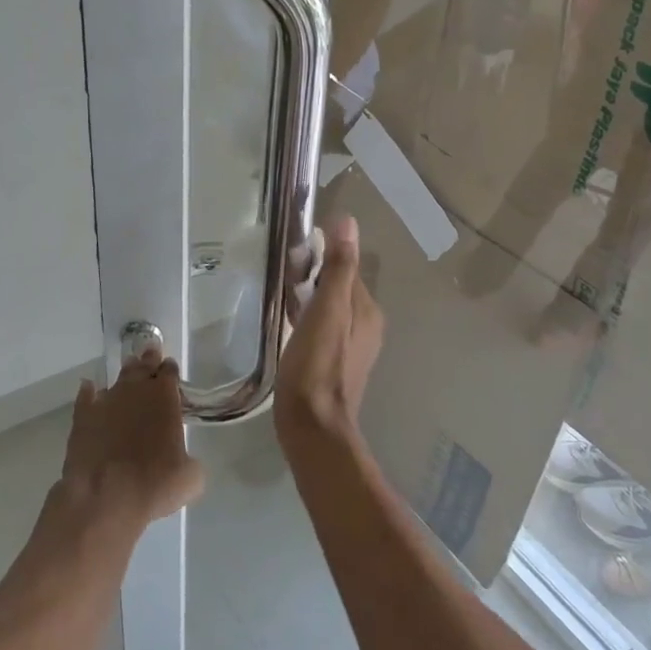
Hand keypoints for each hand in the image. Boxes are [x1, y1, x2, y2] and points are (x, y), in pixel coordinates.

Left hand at [57, 349, 204, 532]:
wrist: (105, 497)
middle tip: (150, 353)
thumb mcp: (190, 478)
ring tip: (129, 369)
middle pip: (143, 367)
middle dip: (149, 360)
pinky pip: (86, 397)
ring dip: (125, 374)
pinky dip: (89, 392)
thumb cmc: (154, 485)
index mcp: (164, 398)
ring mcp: (106, 402)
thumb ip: (190, 460)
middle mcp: (135, 392)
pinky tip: (89, 389)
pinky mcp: (82, 417)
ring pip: (118, 379)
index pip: (169, 372)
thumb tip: (185, 461)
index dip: (170, 370)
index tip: (170, 370)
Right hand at [274, 215, 382, 457]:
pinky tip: (289, 323)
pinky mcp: (335, 364)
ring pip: (331, 309)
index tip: (294, 250)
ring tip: (282, 295)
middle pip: (339, 288)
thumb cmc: (317, 366)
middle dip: (314, 277)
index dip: (322, 256)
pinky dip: (308, 318)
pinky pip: (324, 328)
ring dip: (310, 298)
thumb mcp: (327, 310)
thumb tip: (348, 222)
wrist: (312, 427)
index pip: (346, 268)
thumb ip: (339, 268)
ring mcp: (353, 348)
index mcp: (368, 310)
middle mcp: (367, 326)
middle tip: (283, 273)